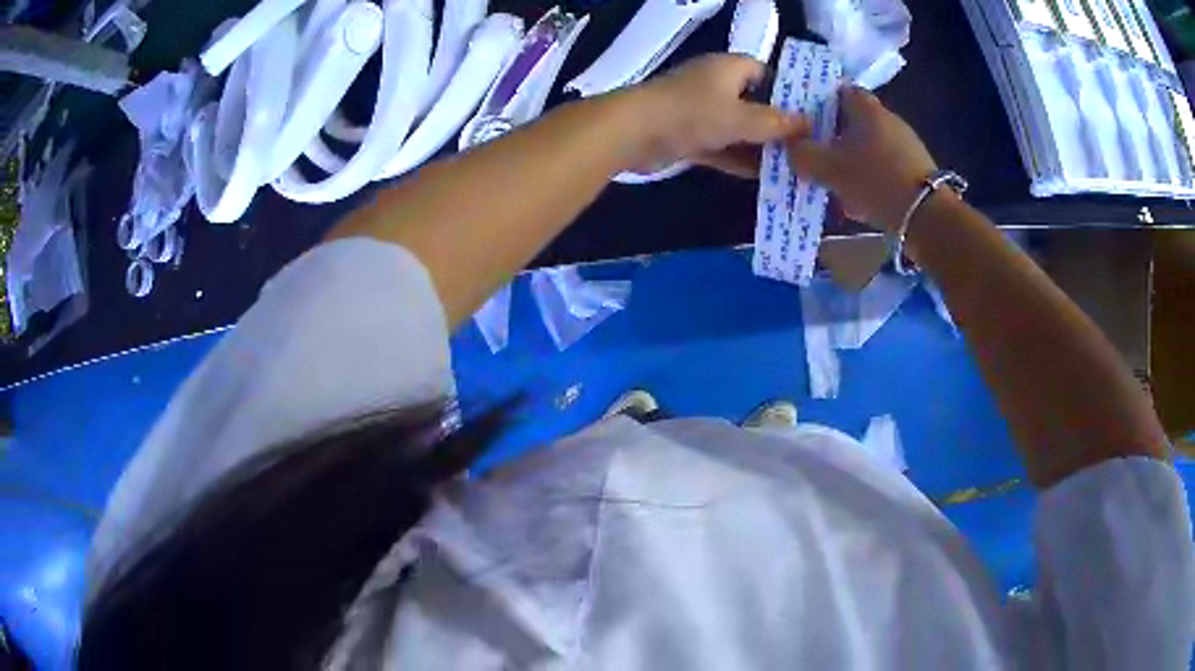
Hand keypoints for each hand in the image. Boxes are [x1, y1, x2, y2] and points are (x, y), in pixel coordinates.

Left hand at [623, 54, 805, 177]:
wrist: (633, 132)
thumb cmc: (692, 113)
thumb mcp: (742, 118)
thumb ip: (777, 123)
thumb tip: (810, 125)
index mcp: (728, 68)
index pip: (764, 72)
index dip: (787, 91)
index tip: (809, 116)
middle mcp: (715, 85)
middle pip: (754, 103)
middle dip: (777, 126)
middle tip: (807, 150)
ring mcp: (699, 111)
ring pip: (738, 128)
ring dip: (760, 148)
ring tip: (793, 169)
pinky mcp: (688, 136)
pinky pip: (722, 147)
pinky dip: (738, 160)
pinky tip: (764, 180)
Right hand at [786, 86, 936, 232]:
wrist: (928, 216)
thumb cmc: (876, 180)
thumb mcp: (829, 168)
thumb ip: (803, 155)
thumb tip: (790, 147)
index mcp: (866, 108)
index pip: (838, 91)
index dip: (818, 103)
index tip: (802, 121)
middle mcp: (887, 119)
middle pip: (851, 121)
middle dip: (831, 138)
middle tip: (813, 156)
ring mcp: (904, 144)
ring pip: (866, 147)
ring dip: (849, 162)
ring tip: (833, 186)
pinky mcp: (914, 169)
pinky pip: (883, 168)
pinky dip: (868, 180)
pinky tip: (858, 203)